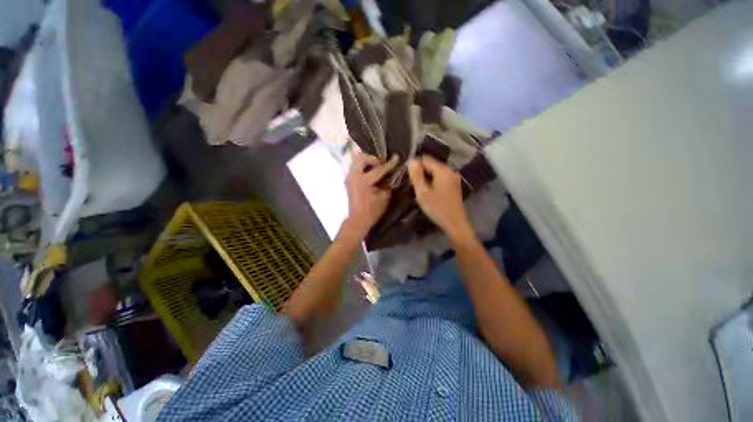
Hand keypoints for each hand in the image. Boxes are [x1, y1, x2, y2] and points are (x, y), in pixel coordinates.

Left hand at [342, 152, 398, 238]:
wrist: (358, 219)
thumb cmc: (372, 211)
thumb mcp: (384, 198)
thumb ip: (388, 184)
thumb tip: (393, 175)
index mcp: (363, 181)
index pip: (378, 169)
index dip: (389, 164)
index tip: (396, 157)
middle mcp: (354, 176)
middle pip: (362, 158)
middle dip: (373, 159)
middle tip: (382, 165)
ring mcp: (349, 177)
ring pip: (357, 161)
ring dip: (367, 162)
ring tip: (376, 168)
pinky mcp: (348, 180)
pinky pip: (355, 167)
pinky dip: (363, 167)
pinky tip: (370, 173)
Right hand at [408, 156, 473, 241]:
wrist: (455, 223)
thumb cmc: (436, 208)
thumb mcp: (422, 192)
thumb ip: (416, 176)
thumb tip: (411, 161)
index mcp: (442, 170)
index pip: (425, 159)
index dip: (414, 165)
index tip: (407, 175)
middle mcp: (450, 170)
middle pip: (432, 165)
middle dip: (420, 171)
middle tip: (412, 183)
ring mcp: (454, 178)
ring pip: (436, 172)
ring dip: (426, 177)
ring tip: (418, 187)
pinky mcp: (455, 185)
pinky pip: (441, 178)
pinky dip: (433, 181)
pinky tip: (428, 190)